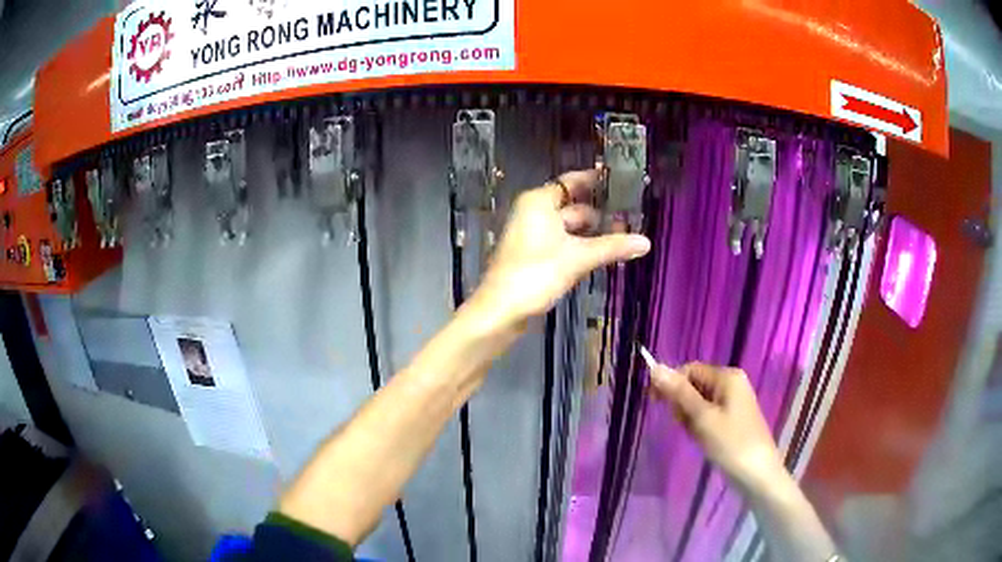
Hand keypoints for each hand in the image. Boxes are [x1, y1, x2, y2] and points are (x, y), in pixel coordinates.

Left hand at [469, 169, 650, 327]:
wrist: (501, 311)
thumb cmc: (535, 274)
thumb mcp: (578, 258)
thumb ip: (612, 247)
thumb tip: (647, 242)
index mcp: (539, 202)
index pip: (572, 182)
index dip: (597, 181)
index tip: (623, 182)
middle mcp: (534, 212)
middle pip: (574, 205)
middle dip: (601, 212)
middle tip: (634, 216)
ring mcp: (533, 234)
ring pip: (570, 226)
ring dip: (594, 232)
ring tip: (626, 235)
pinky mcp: (535, 255)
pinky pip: (563, 242)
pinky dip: (582, 245)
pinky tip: (605, 252)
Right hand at [650, 362, 785, 490]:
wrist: (757, 474)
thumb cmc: (731, 444)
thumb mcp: (702, 418)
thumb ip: (678, 393)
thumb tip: (655, 367)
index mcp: (727, 377)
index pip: (689, 370)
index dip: (670, 384)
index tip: (654, 404)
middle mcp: (731, 383)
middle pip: (694, 385)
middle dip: (683, 405)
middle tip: (686, 427)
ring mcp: (734, 401)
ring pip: (699, 403)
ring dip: (691, 419)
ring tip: (698, 437)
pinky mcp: (733, 418)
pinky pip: (708, 415)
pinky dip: (700, 426)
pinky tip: (704, 441)